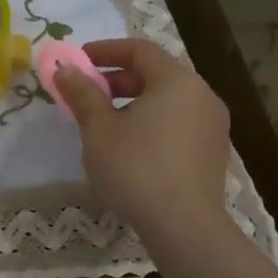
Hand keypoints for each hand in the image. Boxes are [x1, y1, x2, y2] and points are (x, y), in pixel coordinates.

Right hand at [54, 38, 234, 242]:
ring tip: (103, 122)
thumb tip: (65, 69)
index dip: (105, 50)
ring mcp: (212, 125)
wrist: (184, 227)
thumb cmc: (136, 168)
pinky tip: (129, 146)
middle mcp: (202, 95)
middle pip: (156, 73)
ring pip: (167, 100)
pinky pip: (178, 123)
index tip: (79, 60)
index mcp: (177, 81)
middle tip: (87, 93)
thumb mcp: (98, 128)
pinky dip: (152, 122)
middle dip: (117, 79)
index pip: (139, 50)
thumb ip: (82, 93)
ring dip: (133, 102)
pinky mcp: (213, 153)